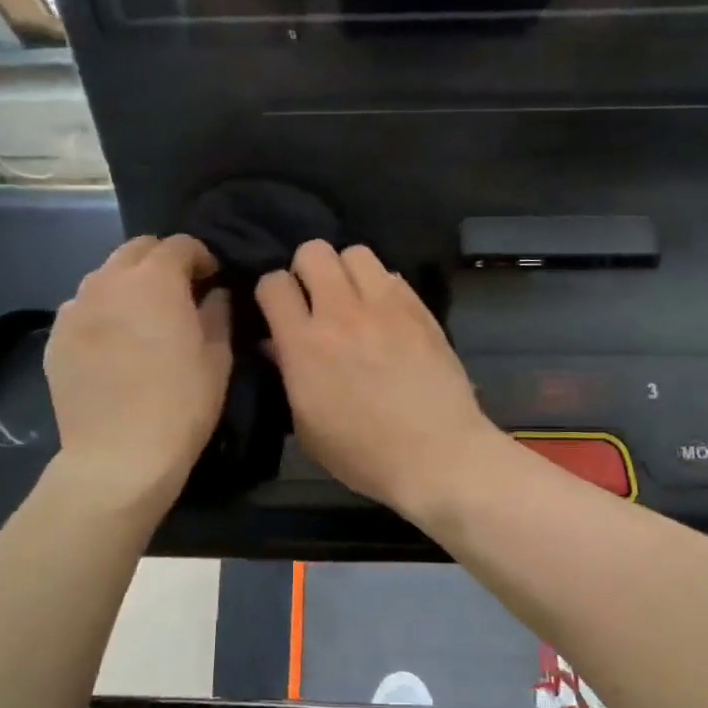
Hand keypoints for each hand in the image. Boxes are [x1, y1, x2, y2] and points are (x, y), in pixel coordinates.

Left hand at [45, 235, 231, 506]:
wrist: (118, 456)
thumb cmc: (181, 404)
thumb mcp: (217, 358)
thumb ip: (218, 314)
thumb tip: (214, 294)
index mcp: (155, 280)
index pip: (179, 245)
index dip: (200, 257)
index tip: (212, 280)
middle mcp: (109, 281)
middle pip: (136, 250)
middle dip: (161, 262)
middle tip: (179, 293)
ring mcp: (75, 308)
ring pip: (105, 277)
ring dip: (129, 285)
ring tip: (143, 319)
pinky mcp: (55, 338)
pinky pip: (83, 309)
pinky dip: (103, 314)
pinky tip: (115, 346)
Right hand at [257, 241, 503, 517]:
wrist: (437, 454)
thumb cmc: (364, 455)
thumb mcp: (307, 427)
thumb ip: (289, 376)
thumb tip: (278, 344)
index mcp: (304, 344)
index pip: (273, 283)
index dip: (271, 292)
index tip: (279, 310)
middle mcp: (341, 313)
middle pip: (313, 251)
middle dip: (306, 270)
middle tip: (315, 299)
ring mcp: (385, 306)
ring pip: (356, 252)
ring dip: (346, 271)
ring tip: (352, 300)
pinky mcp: (419, 309)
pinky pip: (392, 276)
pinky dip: (381, 288)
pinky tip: (386, 316)